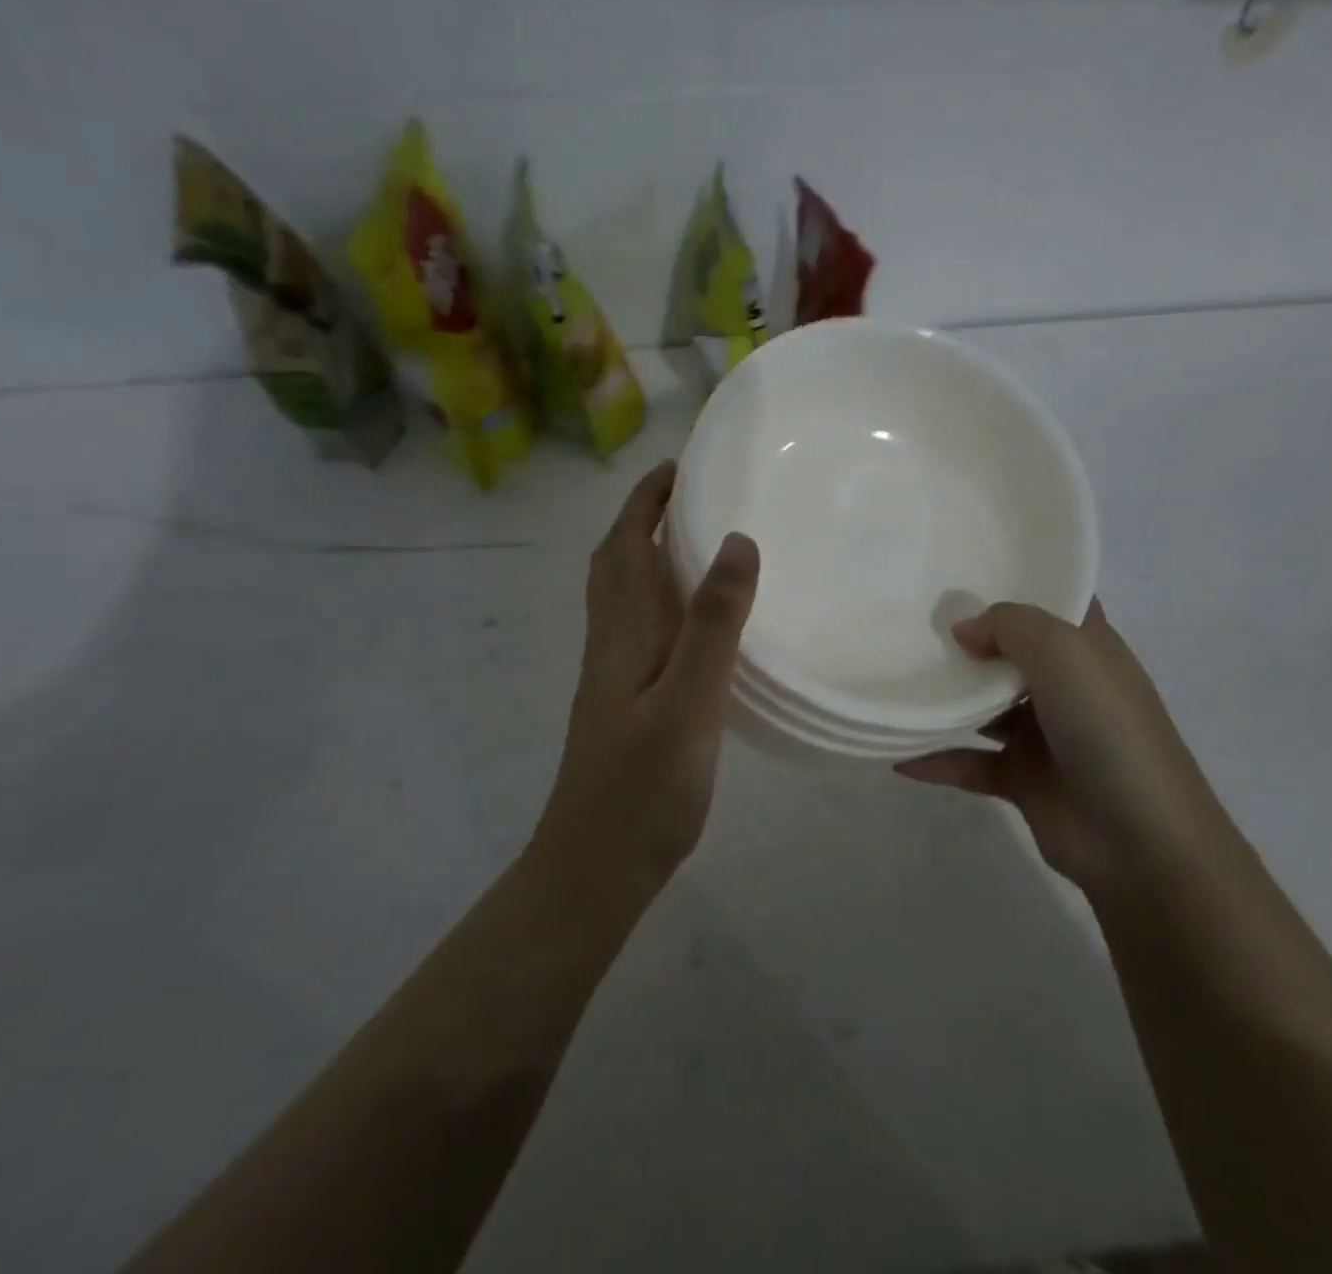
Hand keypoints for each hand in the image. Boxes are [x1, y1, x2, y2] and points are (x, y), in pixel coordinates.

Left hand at [534, 462, 759, 885]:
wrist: (595, 866)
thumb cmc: (643, 786)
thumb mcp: (689, 702)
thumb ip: (713, 623)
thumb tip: (736, 541)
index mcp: (622, 630)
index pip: (625, 542)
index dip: (646, 499)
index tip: (681, 465)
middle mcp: (611, 640)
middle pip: (616, 561)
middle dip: (644, 516)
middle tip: (693, 494)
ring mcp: (613, 673)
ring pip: (624, 594)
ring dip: (648, 554)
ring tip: (699, 541)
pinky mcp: (624, 700)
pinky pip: (639, 626)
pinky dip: (661, 599)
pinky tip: (696, 620)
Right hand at [896, 601, 1206, 887]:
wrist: (1140, 840)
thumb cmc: (1106, 727)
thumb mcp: (1062, 652)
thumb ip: (1007, 625)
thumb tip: (963, 630)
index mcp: (1087, 649)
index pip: (1055, 603)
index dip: (1018, 584)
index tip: (963, 570)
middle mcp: (1066, 686)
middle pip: (1010, 652)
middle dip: (968, 639)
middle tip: (911, 621)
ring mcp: (1045, 735)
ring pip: (985, 707)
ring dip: (948, 699)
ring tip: (898, 679)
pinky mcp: (1023, 779)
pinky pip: (970, 762)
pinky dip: (937, 759)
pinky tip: (900, 756)